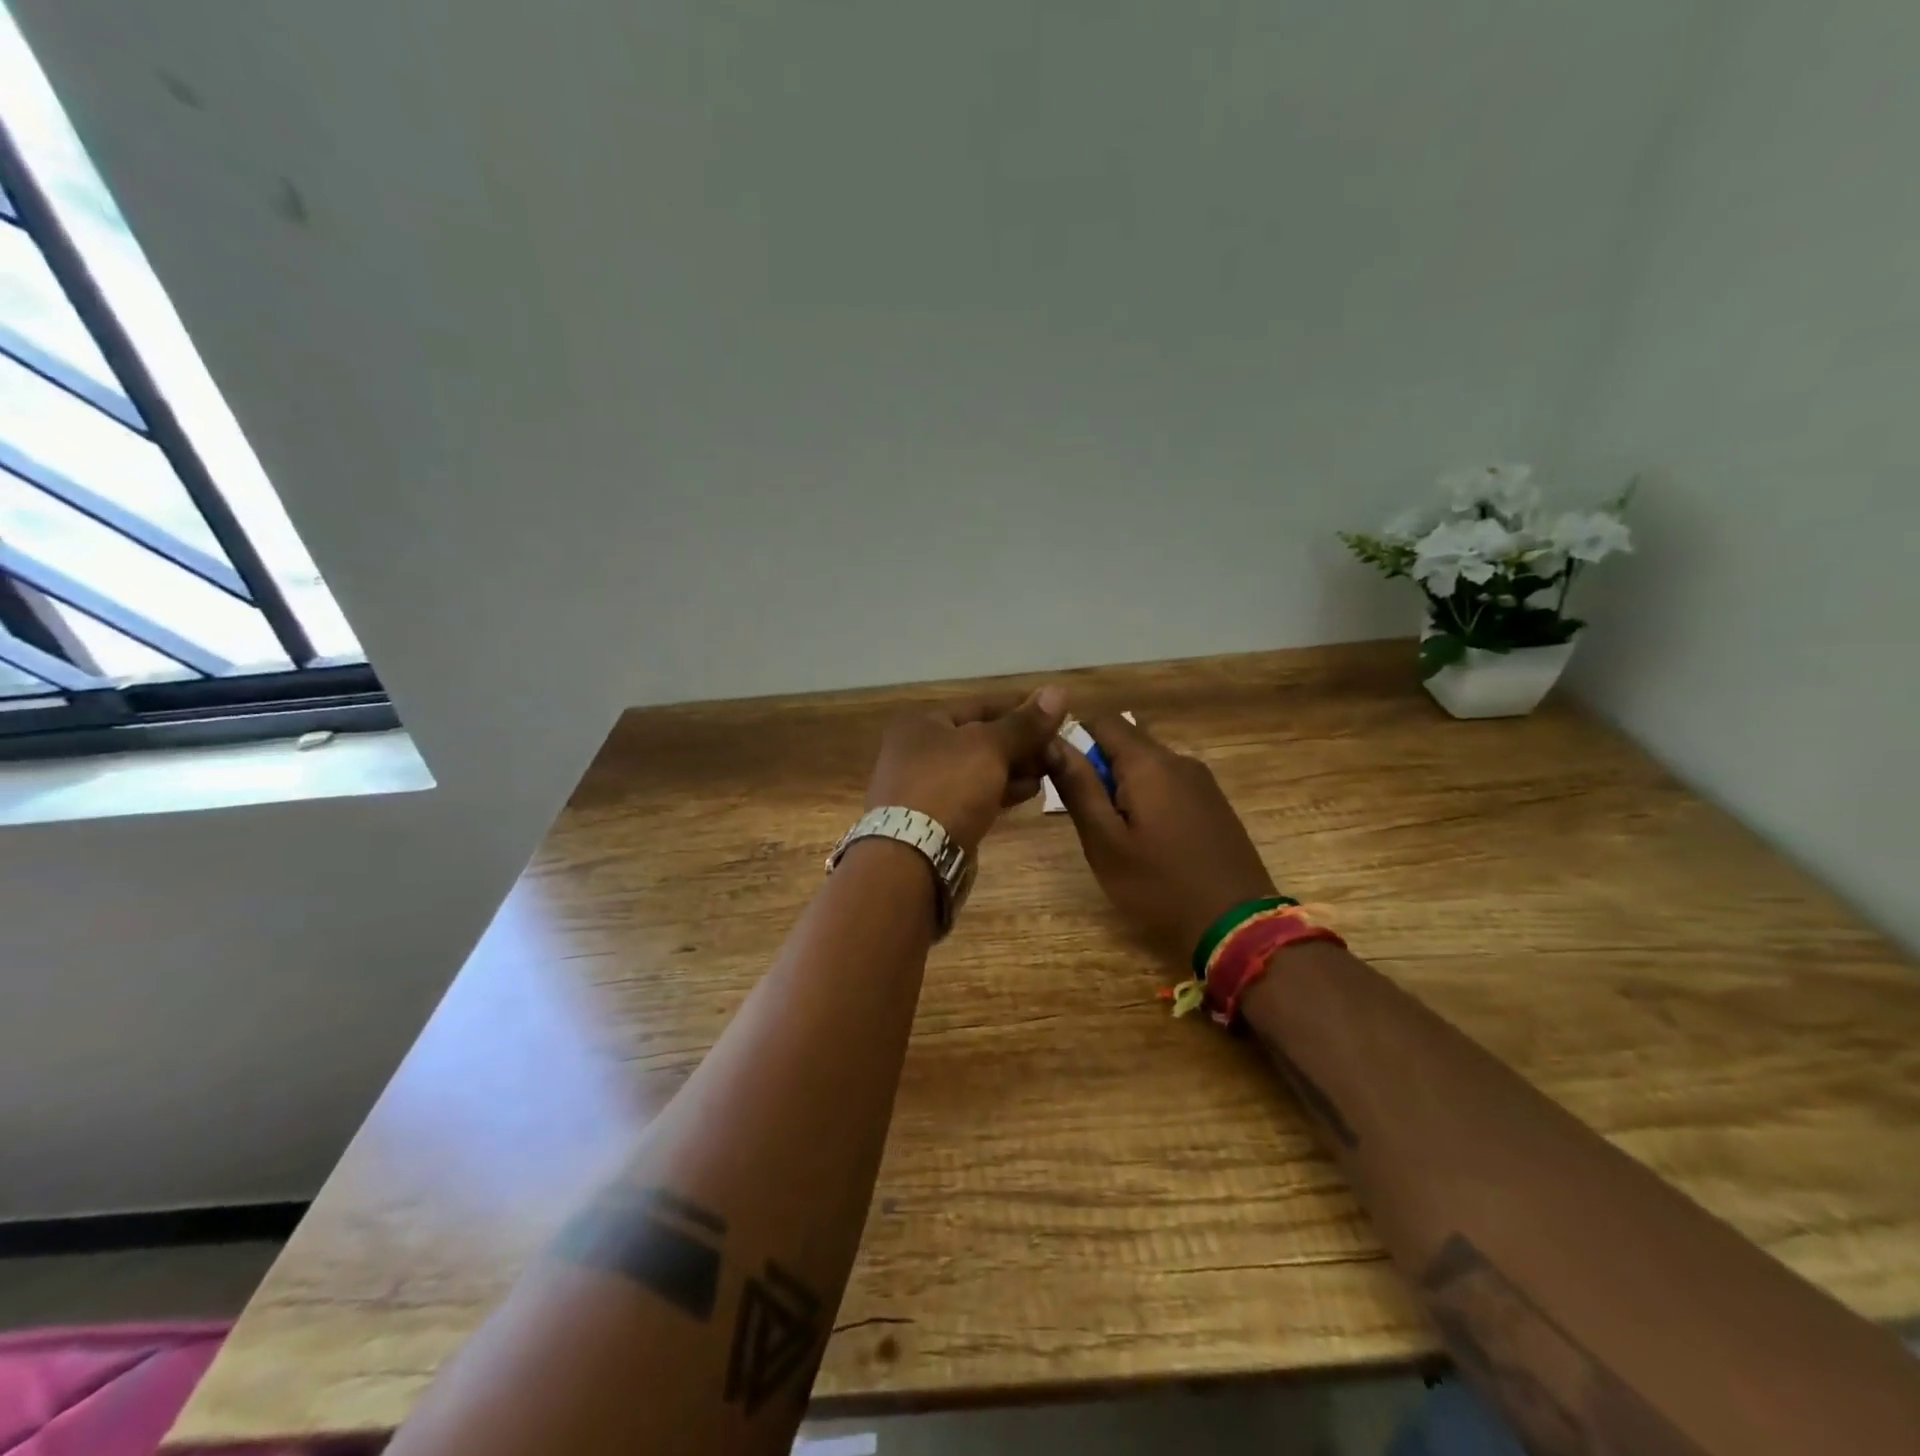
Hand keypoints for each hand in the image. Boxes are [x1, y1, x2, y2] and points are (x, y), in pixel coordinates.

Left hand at [866, 686, 1068, 852]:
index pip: (981, 705)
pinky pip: (974, 796)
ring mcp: (924, 786)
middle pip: (979, 738)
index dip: (1020, 708)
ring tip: (1050, 771)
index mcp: (922, 723)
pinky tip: (1029, 793)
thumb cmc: (948, 787)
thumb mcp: (990, 747)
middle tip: (1058, 748)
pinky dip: (1000, 791)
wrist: (912, 857)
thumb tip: (1059, 691)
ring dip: (1014, 768)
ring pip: (978, 770)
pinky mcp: (935, 818)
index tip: (1057, 714)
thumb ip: (1025, 724)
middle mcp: (918, 750)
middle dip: (1020, 743)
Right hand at [1046, 713, 1276, 964]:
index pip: (1102, 722)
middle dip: (1098, 767)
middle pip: (1126, 742)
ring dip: (1122, 785)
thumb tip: (1052, 742)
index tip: (1060, 774)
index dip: (1074, 739)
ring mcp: (1202, 781)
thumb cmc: (1159, 884)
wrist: (1236, 925)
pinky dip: (1148, 797)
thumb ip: (1078, 787)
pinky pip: (1169, 784)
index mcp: (1149, 763)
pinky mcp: (1214, 802)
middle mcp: (1178, 760)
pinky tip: (1147, 838)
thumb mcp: (1105, 842)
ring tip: (1115, 832)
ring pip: (1148, 765)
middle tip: (1087, 814)